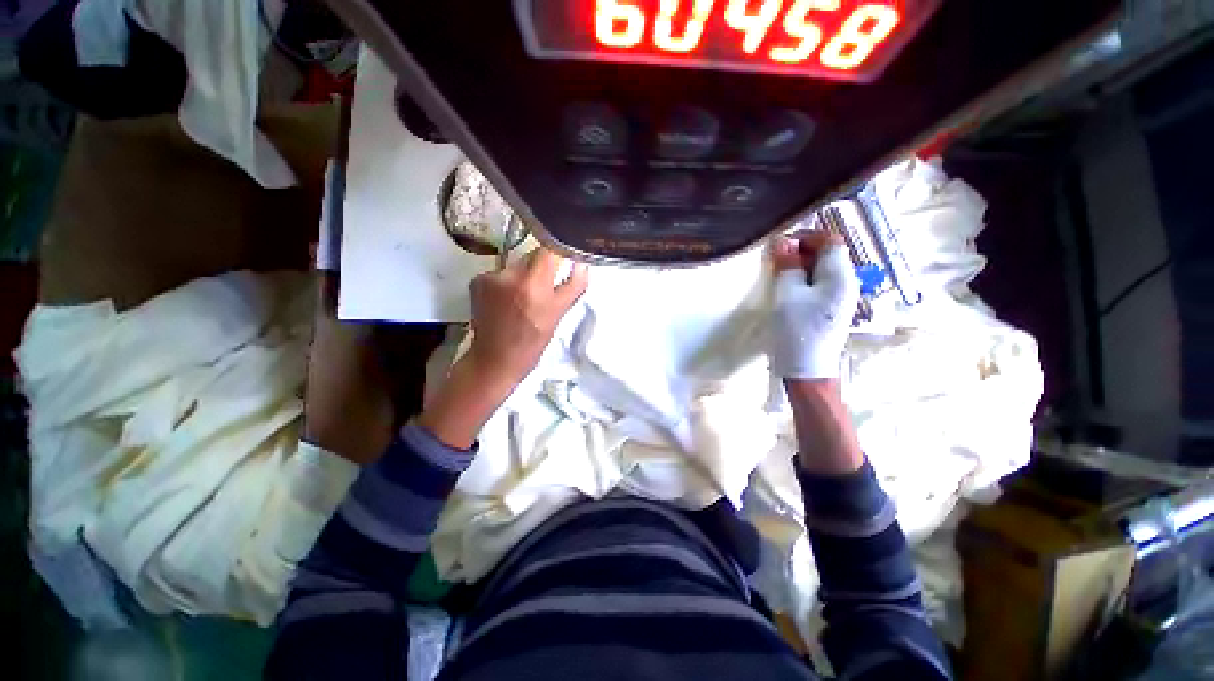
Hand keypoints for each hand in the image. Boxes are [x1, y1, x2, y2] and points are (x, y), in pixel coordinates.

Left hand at [419, 248, 588, 448]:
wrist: (495, 360)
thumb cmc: (533, 342)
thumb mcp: (559, 315)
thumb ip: (574, 286)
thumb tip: (582, 263)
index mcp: (534, 284)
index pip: (550, 249)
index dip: (560, 251)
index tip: (566, 259)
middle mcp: (510, 275)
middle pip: (533, 255)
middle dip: (543, 266)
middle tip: (545, 287)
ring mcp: (490, 276)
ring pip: (517, 264)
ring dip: (524, 274)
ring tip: (523, 298)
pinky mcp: (477, 280)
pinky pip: (501, 272)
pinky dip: (507, 281)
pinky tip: (506, 300)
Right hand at [770, 232, 860, 380]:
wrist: (807, 369)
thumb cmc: (797, 329)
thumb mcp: (788, 294)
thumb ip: (788, 265)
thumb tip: (784, 242)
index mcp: (841, 275)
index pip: (830, 240)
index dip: (806, 237)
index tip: (781, 245)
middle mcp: (846, 282)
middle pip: (828, 254)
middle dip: (801, 252)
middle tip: (775, 261)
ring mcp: (840, 297)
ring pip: (822, 269)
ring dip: (800, 267)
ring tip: (778, 275)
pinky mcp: (831, 309)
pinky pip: (819, 284)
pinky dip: (803, 280)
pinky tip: (788, 290)